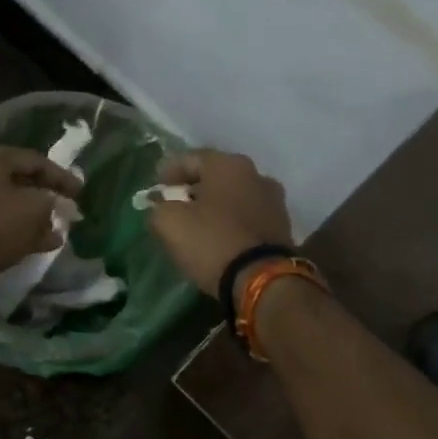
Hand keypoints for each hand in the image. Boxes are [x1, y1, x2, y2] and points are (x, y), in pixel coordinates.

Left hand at [0, 143, 83, 307]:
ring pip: (9, 206)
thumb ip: (52, 202)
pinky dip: (19, 232)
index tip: (81, 193)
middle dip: (46, 198)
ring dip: (34, 218)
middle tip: (68, 210)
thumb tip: (57, 207)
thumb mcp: (35, 208)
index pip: (34, 160)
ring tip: (57, 231)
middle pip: (19, 182)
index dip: (61, 177)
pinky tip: (41, 245)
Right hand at [145, 151, 293, 297]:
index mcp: (228, 165)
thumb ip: (158, 208)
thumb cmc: (211, 242)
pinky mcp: (282, 227)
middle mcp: (256, 174)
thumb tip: (161, 207)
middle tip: (174, 208)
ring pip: (233, 197)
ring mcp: (274, 201)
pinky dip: (231, 223)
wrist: (261, 279)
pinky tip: (219, 239)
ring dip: (214, 207)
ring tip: (197, 226)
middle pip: (214, 177)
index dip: (167, 173)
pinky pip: (247, 217)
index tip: (154, 191)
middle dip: (192, 190)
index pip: (189, 159)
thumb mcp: (169, 223)